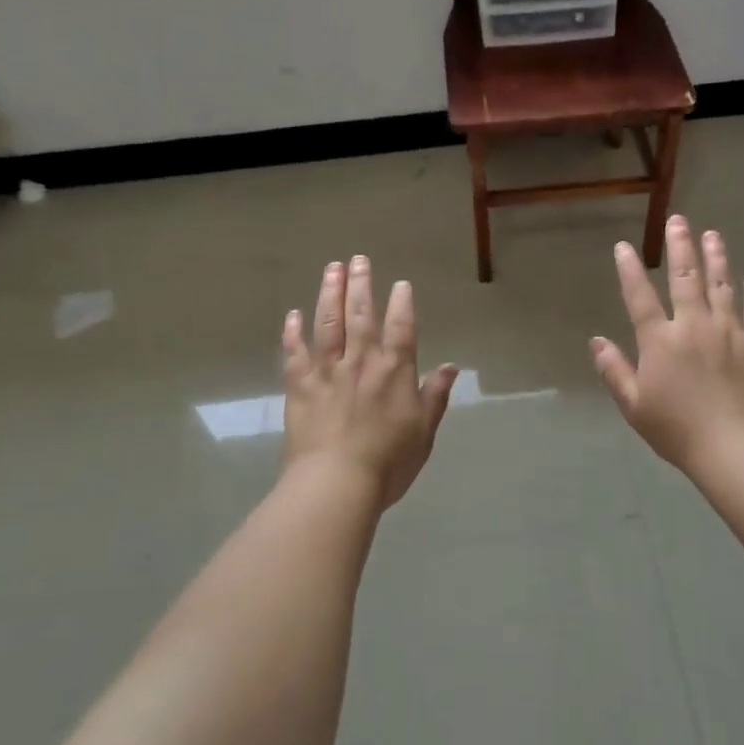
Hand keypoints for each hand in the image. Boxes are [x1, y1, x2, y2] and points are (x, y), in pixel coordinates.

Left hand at [282, 256, 458, 507]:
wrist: (335, 485)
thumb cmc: (388, 462)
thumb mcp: (424, 431)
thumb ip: (435, 395)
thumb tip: (451, 366)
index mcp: (394, 371)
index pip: (401, 327)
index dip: (402, 303)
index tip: (400, 283)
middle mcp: (361, 362)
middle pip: (361, 314)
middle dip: (360, 284)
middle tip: (357, 259)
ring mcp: (327, 372)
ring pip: (328, 323)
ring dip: (329, 294)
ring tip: (331, 269)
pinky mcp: (300, 388)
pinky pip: (294, 354)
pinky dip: (293, 333)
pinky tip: (292, 315)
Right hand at [592, 218, 743, 475]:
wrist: (734, 448)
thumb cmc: (677, 429)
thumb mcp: (634, 405)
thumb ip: (614, 371)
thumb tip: (596, 341)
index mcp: (661, 341)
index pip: (640, 297)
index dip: (629, 270)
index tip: (624, 246)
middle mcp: (694, 326)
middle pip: (686, 279)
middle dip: (681, 247)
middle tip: (679, 221)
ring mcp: (729, 333)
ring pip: (722, 287)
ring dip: (717, 258)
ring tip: (713, 235)